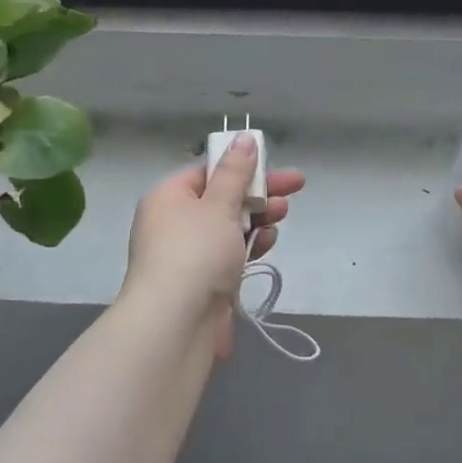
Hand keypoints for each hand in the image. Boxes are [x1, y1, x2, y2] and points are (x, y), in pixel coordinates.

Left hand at [123, 136, 304, 353]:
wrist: (175, 324)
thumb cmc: (196, 252)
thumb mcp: (220, 205)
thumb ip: (236, 172)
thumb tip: (244, 138)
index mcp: (168, 197)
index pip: (206, 171)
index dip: (240, 166)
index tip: (272, 165)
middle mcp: (172, 223)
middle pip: (221, 198)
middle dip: (257, 193)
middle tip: (293, 188)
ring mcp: (186, 255)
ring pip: (227, 228)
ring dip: (256, 219)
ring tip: (282, 215)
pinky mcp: (200, 282)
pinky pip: (227, 255)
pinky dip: (247, 247)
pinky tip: (267, 243)